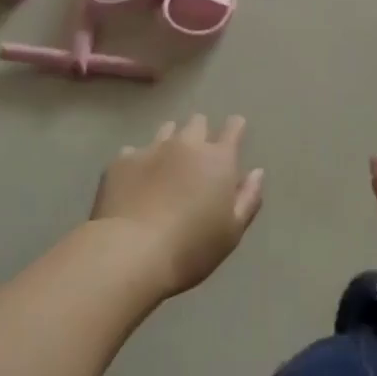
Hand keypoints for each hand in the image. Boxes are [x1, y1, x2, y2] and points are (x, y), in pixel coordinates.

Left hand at [92, 116, 264, 298]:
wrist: (130, 253)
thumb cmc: (191, 248)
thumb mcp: (231, 232)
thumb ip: (248, 198)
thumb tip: (256, 172)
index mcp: (218, 159)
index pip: (234, 128)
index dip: (235, 128)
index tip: (234, 134)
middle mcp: (186, 144)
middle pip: (198, 122)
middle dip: (201, 133)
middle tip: (197, 158)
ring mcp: (151, 148)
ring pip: (166, 130)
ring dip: (171, 142)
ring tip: (166, 165)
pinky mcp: (121, 160)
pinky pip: (134, 151)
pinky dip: (139, 162)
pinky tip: (135, 183)